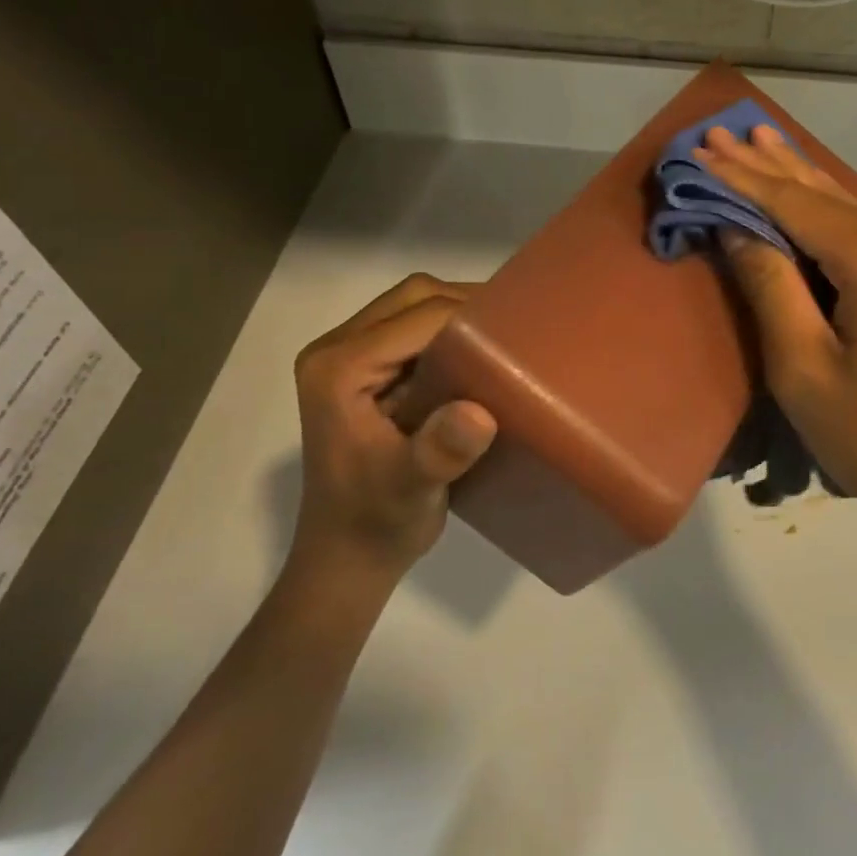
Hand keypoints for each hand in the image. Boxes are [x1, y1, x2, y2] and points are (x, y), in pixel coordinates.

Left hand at [290, 274, 496, 587]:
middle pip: (412, 297)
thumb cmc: (374, 524)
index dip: (469, 318)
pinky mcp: (368, 373)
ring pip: (414, 308)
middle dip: (466, 304)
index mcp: (338, 367)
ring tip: (505, 338)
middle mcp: (337, 350)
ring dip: (460, 317)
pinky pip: (415, 332)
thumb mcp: (409, 490)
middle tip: (515, 328)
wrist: (348, 558)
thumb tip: (481, 414)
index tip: (519, 332)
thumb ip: (439, 452)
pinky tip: (482, 359)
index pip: (416, 317)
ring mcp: (350, 359)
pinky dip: (452, 336)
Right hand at [696, 125, 856, 551]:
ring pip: (854, 215)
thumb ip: (771, 287)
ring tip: (762, 140)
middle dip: (771, 165)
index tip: (701, 149)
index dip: (744, 178)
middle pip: (828, 198)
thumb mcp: (804, 369)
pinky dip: (833, 217)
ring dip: (803, 183)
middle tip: (723, 130)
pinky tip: (812, 194)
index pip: (798, 206)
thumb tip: (738, 228)